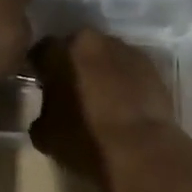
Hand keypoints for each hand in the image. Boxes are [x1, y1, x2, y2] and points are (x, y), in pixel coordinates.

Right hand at [29, 29, 176, 191]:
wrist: (143, 152)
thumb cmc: (85, 140)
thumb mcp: (44, 134)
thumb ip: (41, 113)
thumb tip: (47, 112)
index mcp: (60, 50)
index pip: (41, 52)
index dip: (40, 70)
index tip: (42, 87)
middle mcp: (92, 40)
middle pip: (76, 48)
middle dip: (72, 65)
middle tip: (72, 92)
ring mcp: (125, 49)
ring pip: (105, 56)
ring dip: (100, 71)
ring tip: (102, 100)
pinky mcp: (152, 65)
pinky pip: (129, 69)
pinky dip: (124, 81)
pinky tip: (124, 105)